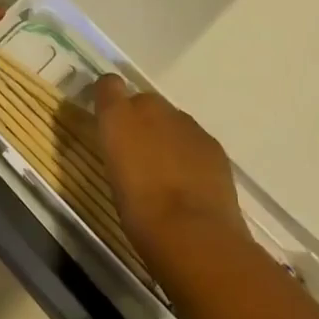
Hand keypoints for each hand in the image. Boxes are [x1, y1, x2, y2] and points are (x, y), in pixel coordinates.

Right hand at [94, 75, 249, 261]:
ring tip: (167, 172)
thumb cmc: (139, 212)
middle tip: (138, 153)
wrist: (193, 233)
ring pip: (171, 121)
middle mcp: (151, 108)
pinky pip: (194, 139)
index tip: (106, 116)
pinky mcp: (212, 143)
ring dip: (166, 137)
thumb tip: (123, 146)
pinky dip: (190, 152)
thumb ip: (118, 150)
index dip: (108, 96)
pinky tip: (191, 182)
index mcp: (118, 117)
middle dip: (140, 120)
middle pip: (143, 102)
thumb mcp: (114, 179)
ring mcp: (186, 124)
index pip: (108, 85)